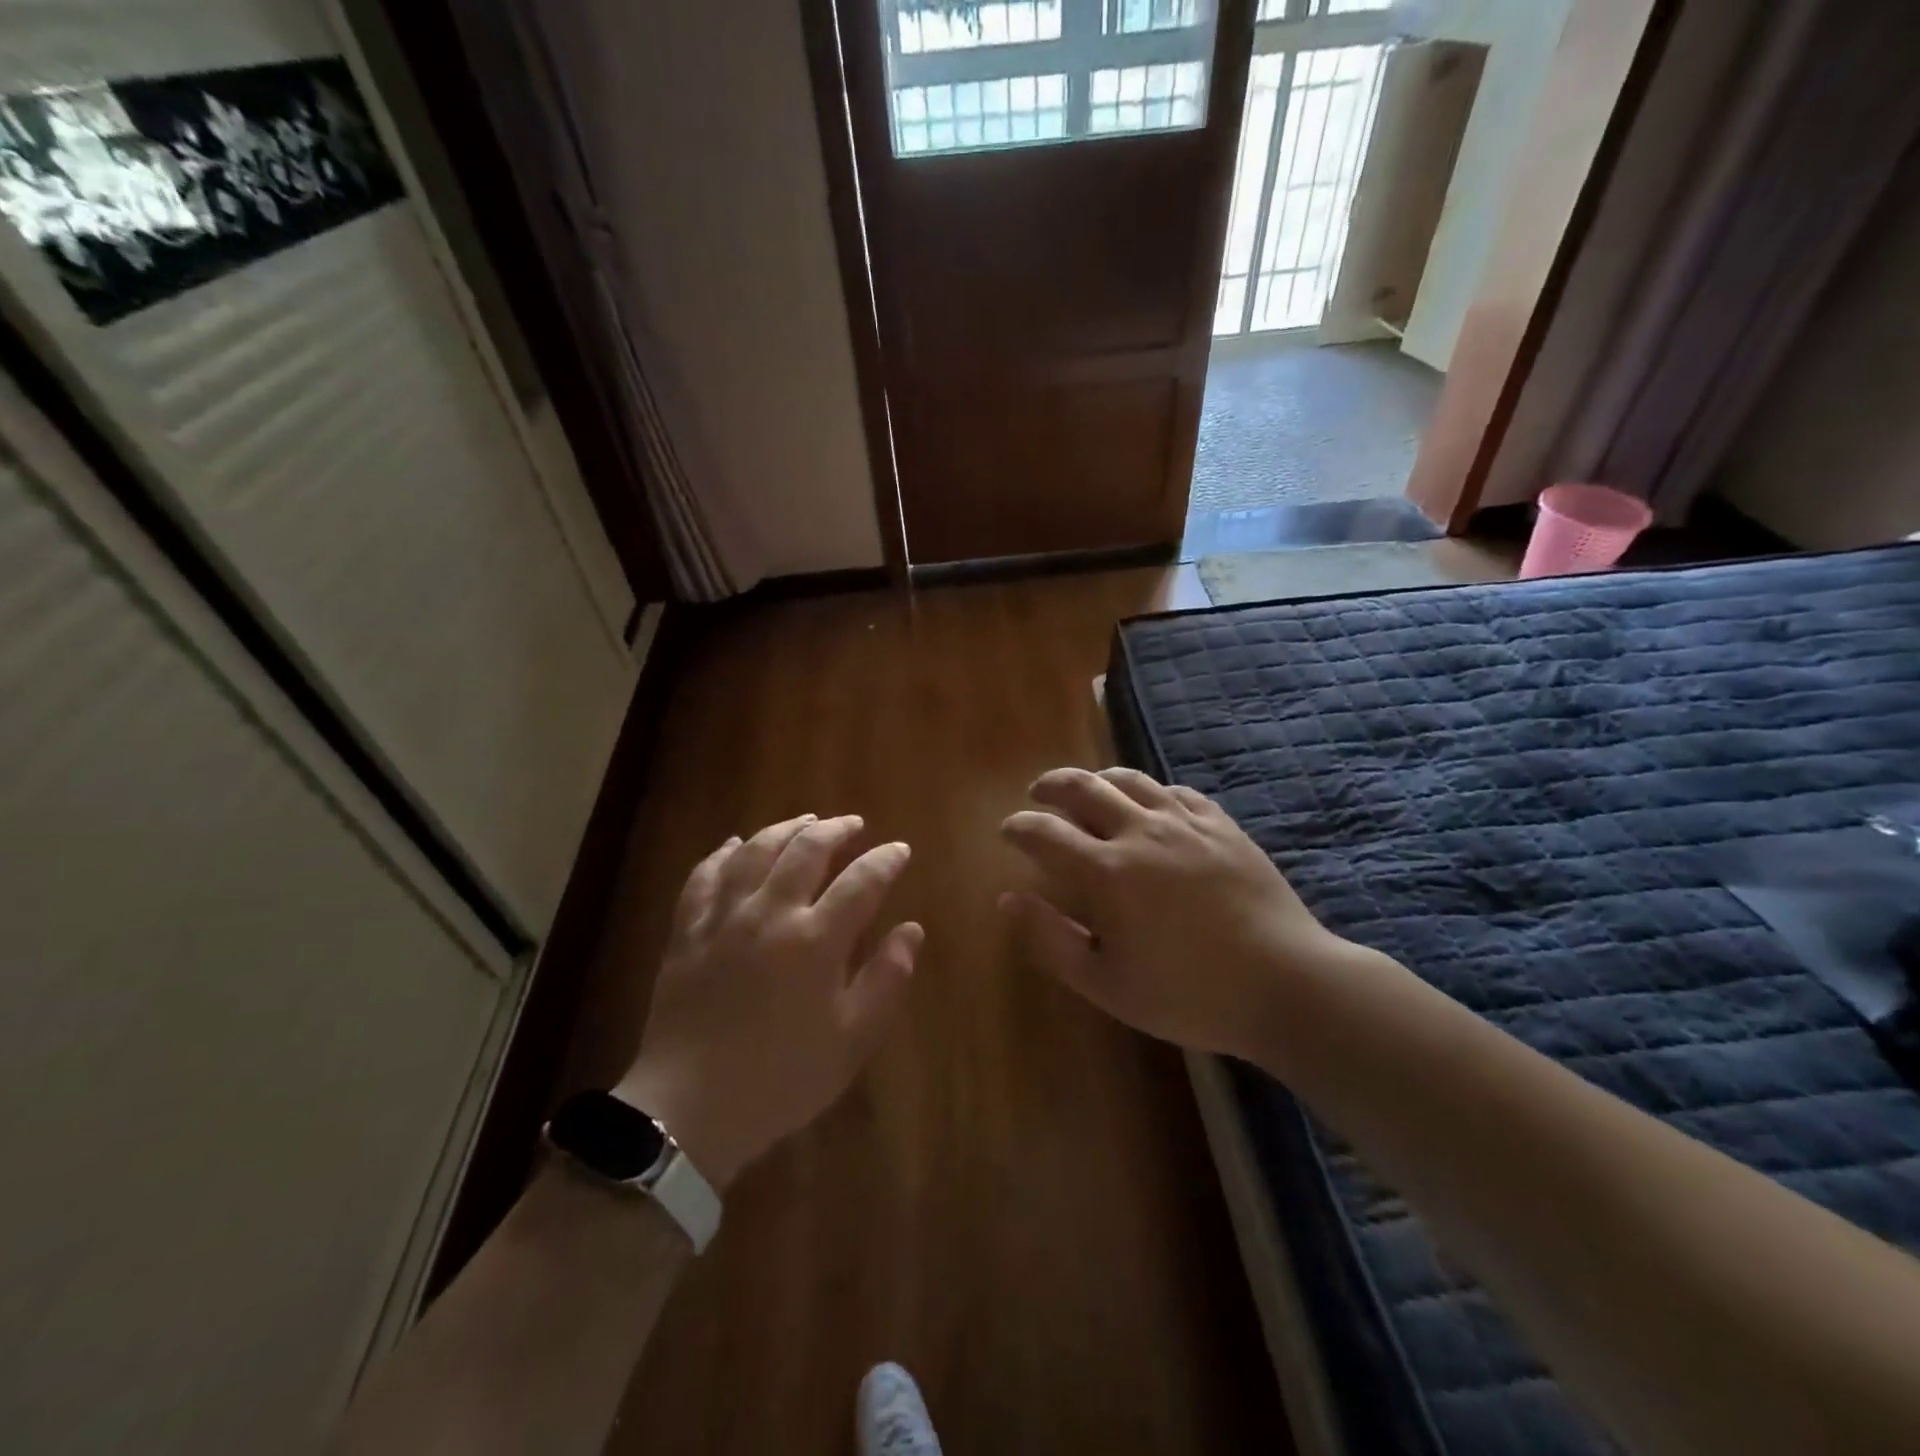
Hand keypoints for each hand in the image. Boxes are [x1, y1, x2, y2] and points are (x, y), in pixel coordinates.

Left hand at [617, 814, 921, 1189]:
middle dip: (836, 830)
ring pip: (755, 851)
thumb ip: (886, 979)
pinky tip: (735, 843)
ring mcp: (723, 918)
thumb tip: (911, 930)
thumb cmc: (782, 1078)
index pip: (862, 882)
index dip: (885, 860)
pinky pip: (704, 876)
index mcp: (815, 940)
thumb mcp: (852, 1040)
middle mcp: (770, 913)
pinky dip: (722, 853)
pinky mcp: (687, 931)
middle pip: (806, 850)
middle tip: (853, 824)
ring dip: (785, 829)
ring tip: (805, 821)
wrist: (690, 1110)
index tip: (899, 850)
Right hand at [1000, 767, 1358, 1061]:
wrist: (1286, 984)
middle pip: (1083, 786)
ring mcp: (1186, 822)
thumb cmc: (1189, 993)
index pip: (1045, 832)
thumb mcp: (1106, 984)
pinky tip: (1151, 804)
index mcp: (1107, 871)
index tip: (1007, 830)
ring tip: (1087, 788)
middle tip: (1037, 794)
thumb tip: (1009, 900)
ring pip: (1130, 779)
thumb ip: (1051, 940)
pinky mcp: (1222, 825)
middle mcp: (1141, 831)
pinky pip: (1177, 791)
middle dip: (1050, 785)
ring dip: (1098, 778)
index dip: (1019, 827)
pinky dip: (1151, 792)